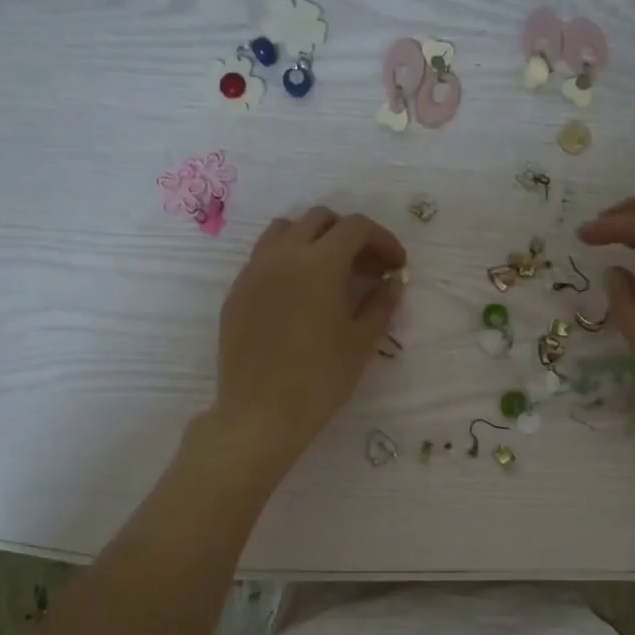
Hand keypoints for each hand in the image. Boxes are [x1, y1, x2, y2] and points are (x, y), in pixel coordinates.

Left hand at [208, 207, 406, 469]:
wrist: (260, 414)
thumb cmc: (319, 379)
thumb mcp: (361, 342)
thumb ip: (381, 303)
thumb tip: (393, 281)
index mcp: (319, 263)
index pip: (356, 228)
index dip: (383, 240)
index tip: (397, 266)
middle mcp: (282, 255)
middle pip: (320, 220)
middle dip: (350, 236)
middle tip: (368, 268)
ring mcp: (253, 271)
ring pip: (285, 231)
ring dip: (314, 240)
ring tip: (331, 273)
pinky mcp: (237, 292)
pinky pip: (264, 258)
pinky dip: (288, 261)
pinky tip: (300, 295)